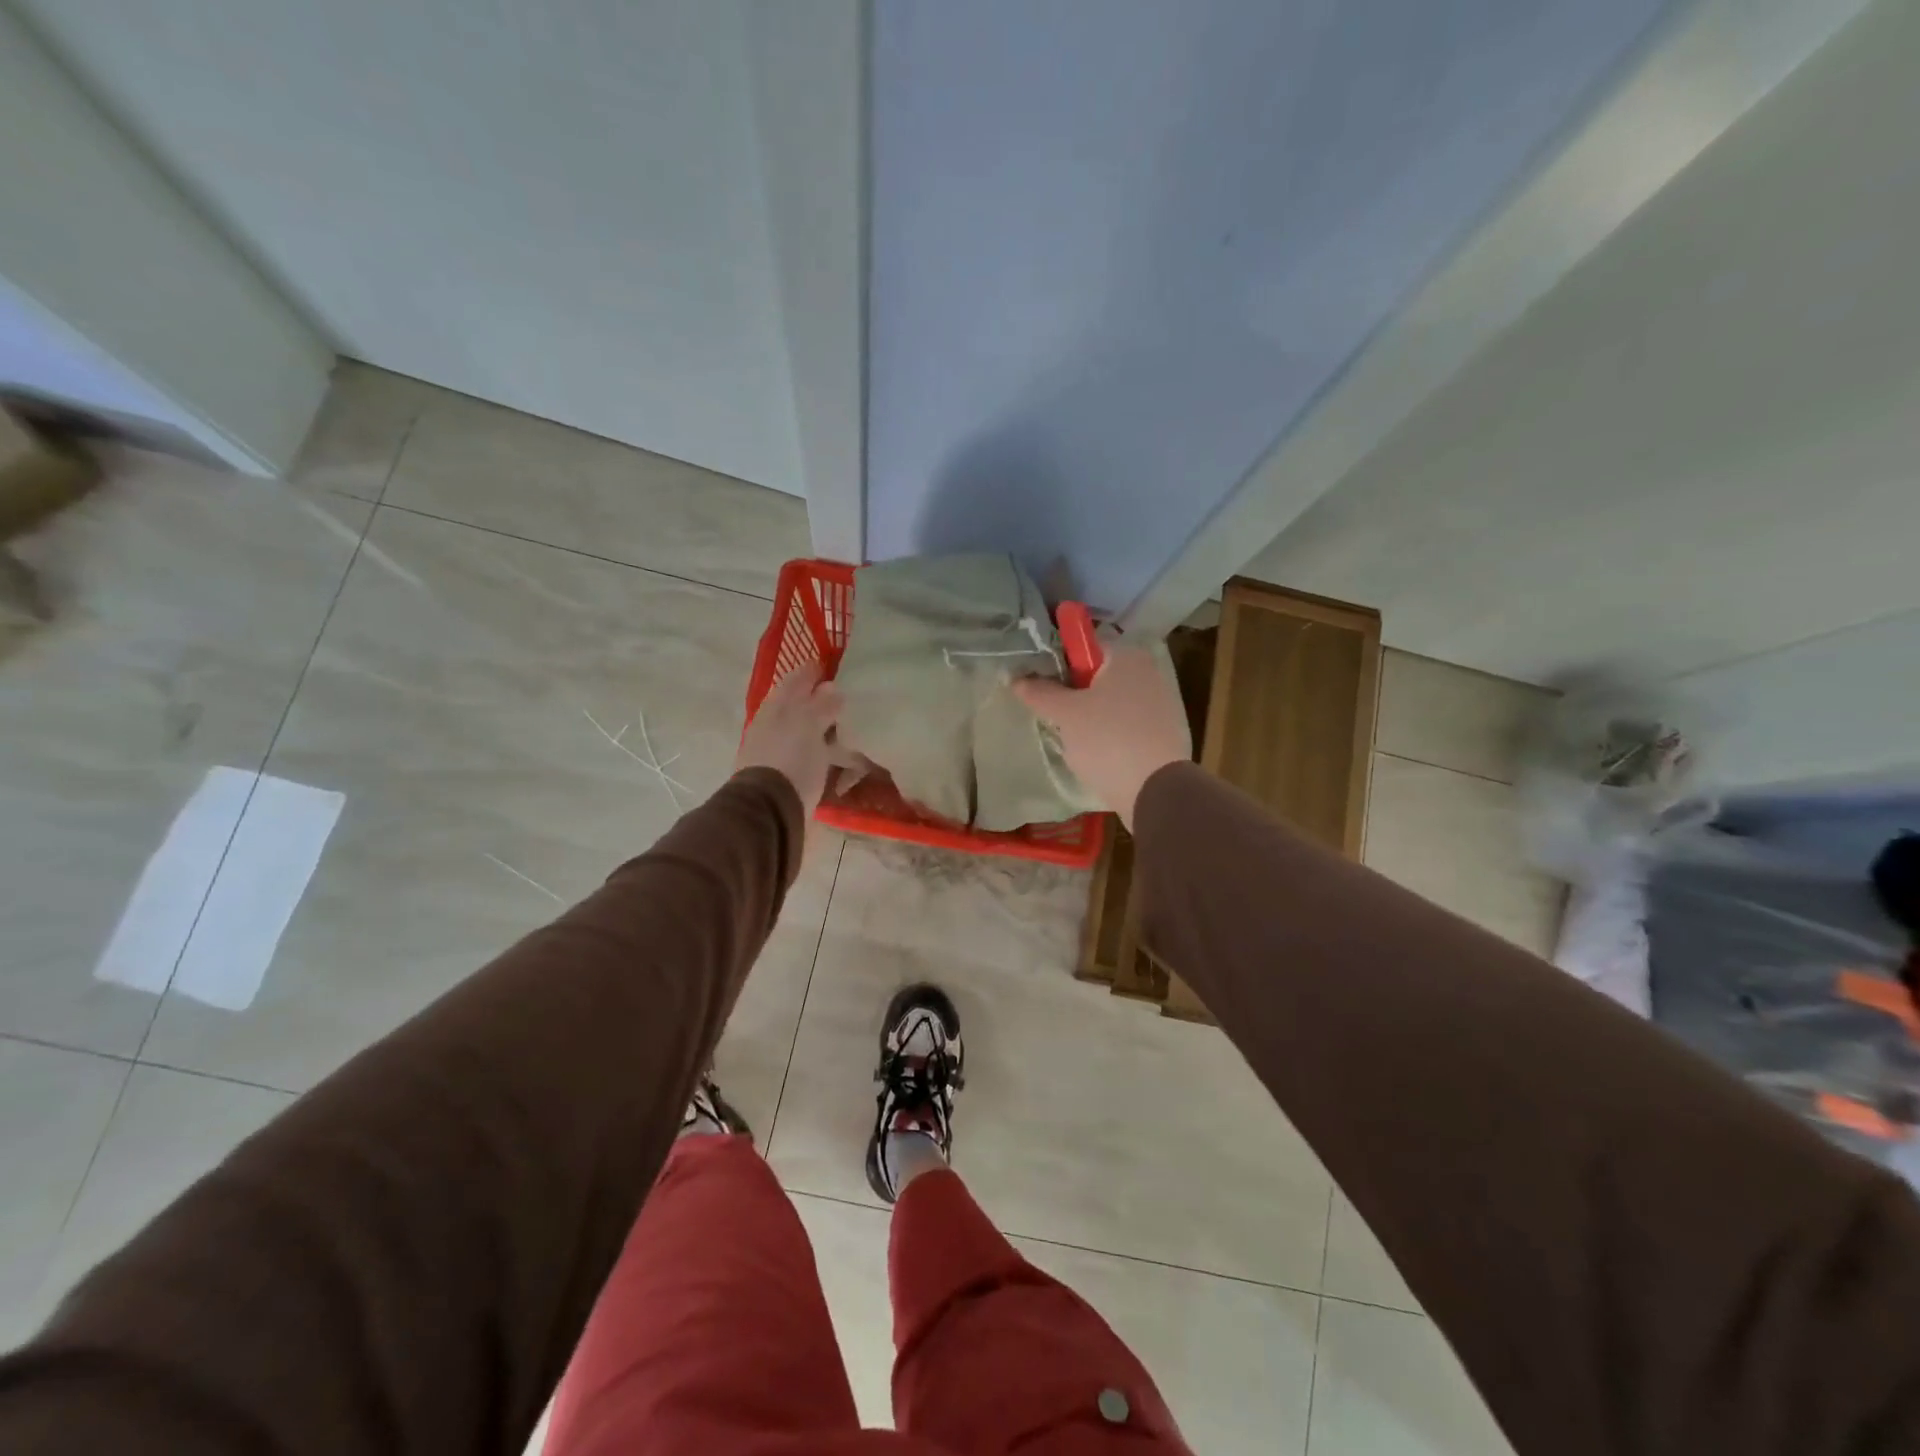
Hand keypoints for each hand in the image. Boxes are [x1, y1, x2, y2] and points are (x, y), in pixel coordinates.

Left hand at [737, 662, 843, 809]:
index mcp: (777, 708)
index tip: (830, 664)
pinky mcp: (790, 778)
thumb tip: (832, 687)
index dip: (811, 671)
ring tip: (850, 726)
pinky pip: (812, 758)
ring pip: (806, 732)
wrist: (770, 810)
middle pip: (799, 707)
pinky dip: (826, 753)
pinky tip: (840, 756)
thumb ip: (822, 704)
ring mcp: (780, 753)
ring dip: (824, 728)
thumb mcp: (809, 724)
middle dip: (819, 699)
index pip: (795, 680)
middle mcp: (775, 727)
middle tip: (846, 694)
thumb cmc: (790, 758)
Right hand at [1014, 647, 1190, 828]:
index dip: (1057, 663)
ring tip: (1071, 739)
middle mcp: (1147, 672)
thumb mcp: (1065, 714)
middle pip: (1096, 675)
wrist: (1155, 791)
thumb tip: (1016, 678)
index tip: (1039, 685)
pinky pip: (1124, 725)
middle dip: (1072, 694)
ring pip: (1109, 703)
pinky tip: (1094, 754)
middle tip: (1052, 715)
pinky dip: (1107, 735)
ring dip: (1088, 717)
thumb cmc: (1108, 739)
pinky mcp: (1161, 734)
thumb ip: (1039, 693)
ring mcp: (1159, 704)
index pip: (1083, 646)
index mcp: (1127, 656)